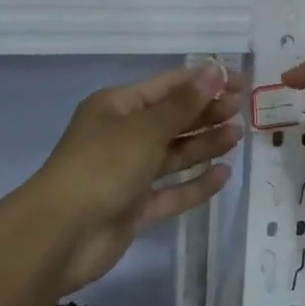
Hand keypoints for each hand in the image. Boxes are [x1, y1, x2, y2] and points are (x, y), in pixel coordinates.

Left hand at [25, 61, 244, 295]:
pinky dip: (196, 183)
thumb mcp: (145, 129)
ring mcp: (128, 174)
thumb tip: (215, 71)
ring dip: (204, 144)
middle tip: (242, 108)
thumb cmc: (102, 166)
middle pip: (171, 120)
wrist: (62, 234)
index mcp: (116, 107)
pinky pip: (172, 191)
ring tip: (237, 136)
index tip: (240, 81)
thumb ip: (184, 104)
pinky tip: (224, 174)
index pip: (166, 86)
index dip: (203, 81)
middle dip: (205, 112)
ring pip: (173, 155)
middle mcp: (122, 137)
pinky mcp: (135, 208)